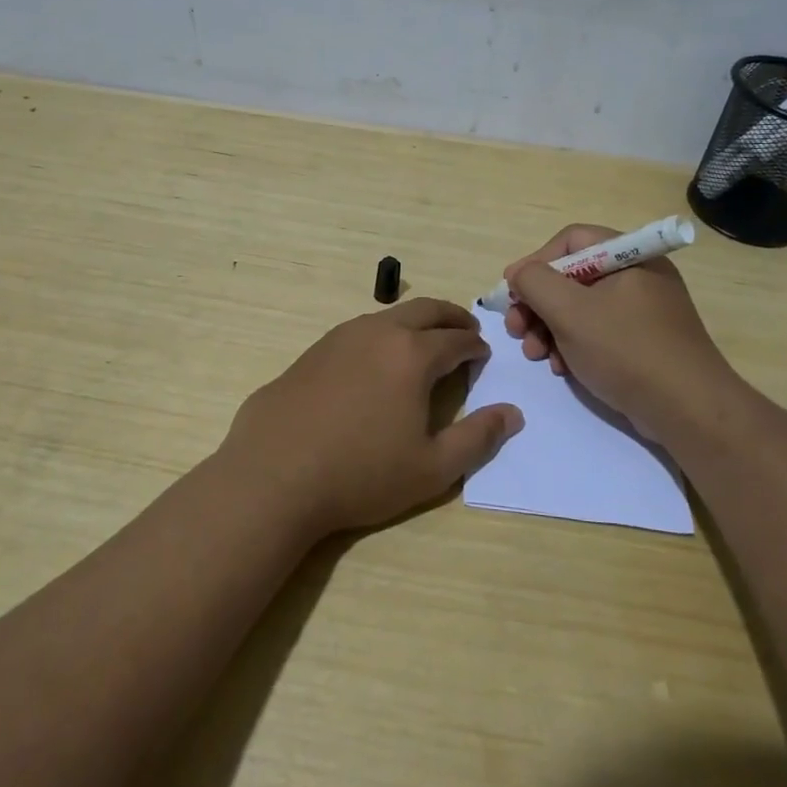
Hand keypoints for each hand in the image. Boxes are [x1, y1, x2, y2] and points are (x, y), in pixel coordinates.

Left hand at [221, 298, 523, 536]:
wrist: (273, 475)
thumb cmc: (361, 474)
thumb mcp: (432, 468)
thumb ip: (478, 438)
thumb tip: (513, 414)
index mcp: (412, 354)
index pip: (456, 339)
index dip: (475, 346)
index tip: (483, 354)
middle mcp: (378, 333)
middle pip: (425, 311)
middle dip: (451, 317)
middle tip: (465, 330)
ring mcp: (340, 337)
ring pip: (388, 316)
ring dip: (414, 323)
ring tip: (423, 343)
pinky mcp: (312, 351)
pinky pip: (358, 331)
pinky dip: (381, 335)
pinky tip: (375, 362)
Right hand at [503, 224, 737, 441]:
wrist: (688, 410)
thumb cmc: (626, 350)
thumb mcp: (570, 311)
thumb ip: (535, 282)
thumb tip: (519, 274)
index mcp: (628, 256)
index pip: (570, 241)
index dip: (536, 262)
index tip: (512, 293)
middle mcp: (637, 276)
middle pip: (572, 276)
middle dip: (537, 303)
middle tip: (516, 329)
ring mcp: (642, 311)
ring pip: (580, 308)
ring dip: (549, 328)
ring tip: (535, 354)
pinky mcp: (642, 342)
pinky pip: (598, 332)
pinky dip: (573, 345)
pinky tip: (562, 368)